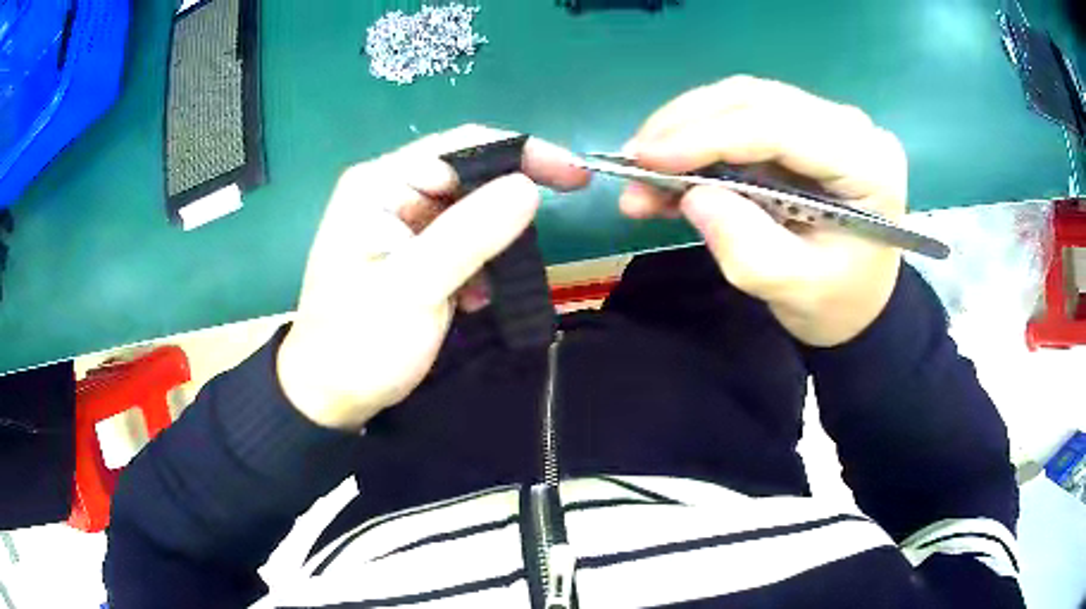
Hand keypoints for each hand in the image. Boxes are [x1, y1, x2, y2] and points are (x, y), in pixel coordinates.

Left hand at [277, 126, 589, 429]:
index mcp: (380, 184)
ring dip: (497, 240)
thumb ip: (470, 234)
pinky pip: (461, 242)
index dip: (522, 153)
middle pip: (468, 175)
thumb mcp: (414, 287)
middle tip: (561, 214)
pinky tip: (477, 299)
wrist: (330, 397)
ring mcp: (401, 225)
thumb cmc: (360, 343)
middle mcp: (390, 192)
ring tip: (508, 277)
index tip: (574, 175)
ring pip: (470, 211)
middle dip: (512, 199)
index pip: (462, 147)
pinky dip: (480, 265)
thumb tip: (528, 186)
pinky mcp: (412, 255)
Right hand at [621, 76, 906, 346]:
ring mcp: (827, 120)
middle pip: (756, 99)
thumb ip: (745, 245)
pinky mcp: (804, 125)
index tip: (646, 159)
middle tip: (633, 160)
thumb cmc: (837, 302)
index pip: (780, 127)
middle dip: (686, 124)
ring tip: (643, 167)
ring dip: (686, 127)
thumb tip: (693, 195)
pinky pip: (743, 115)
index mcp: (866, 164)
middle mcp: (850, 126)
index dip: (708, 136)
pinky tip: (670, 166)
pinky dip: (699, 136)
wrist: (859, 300)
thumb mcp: (793, 288)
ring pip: (743, 99)